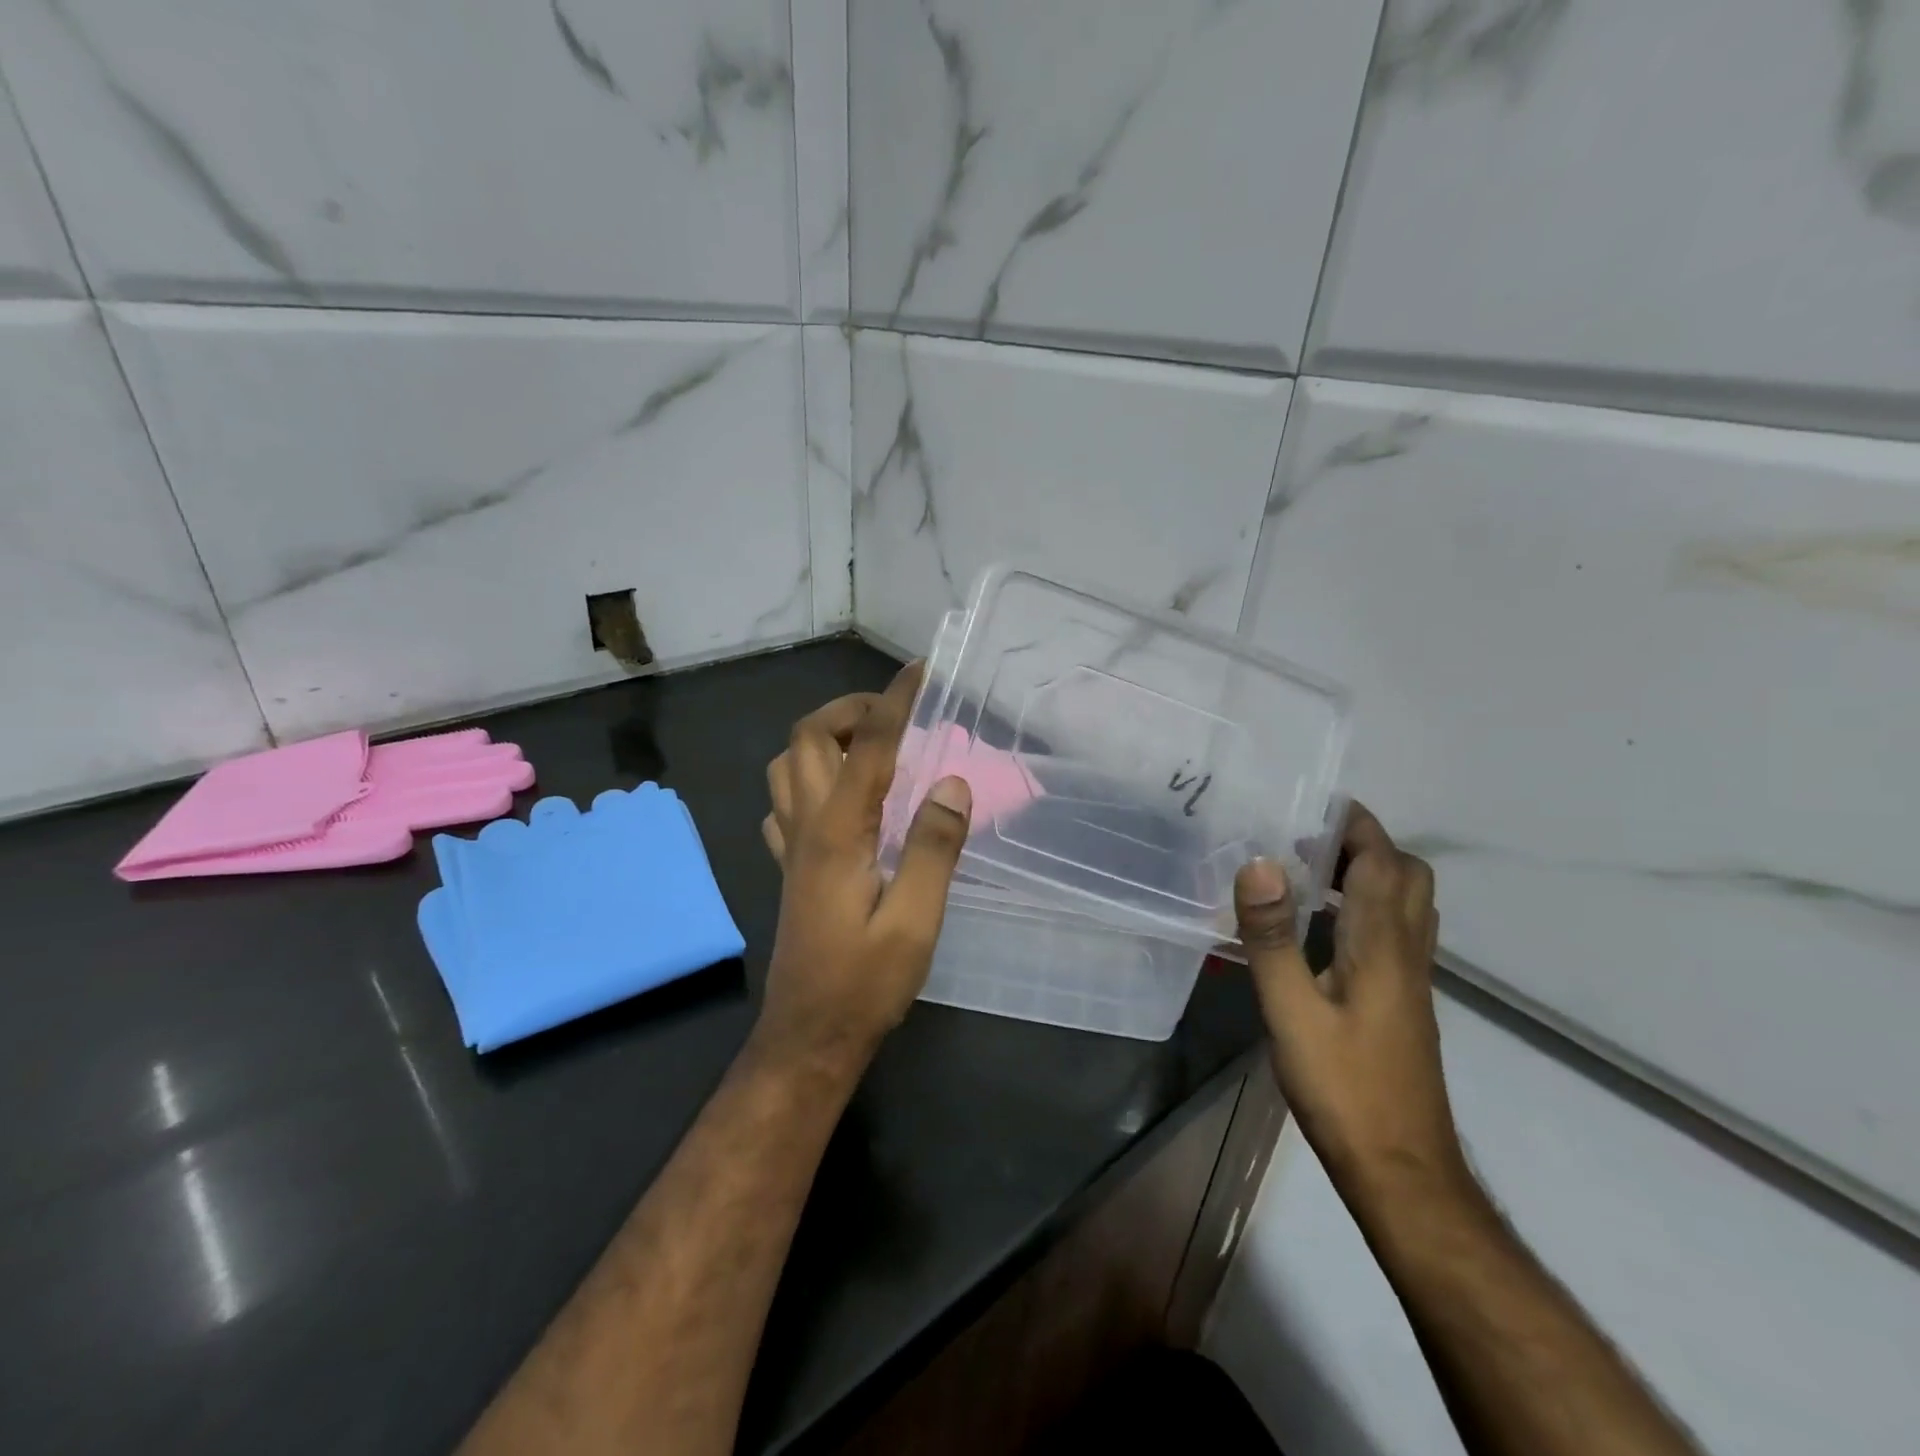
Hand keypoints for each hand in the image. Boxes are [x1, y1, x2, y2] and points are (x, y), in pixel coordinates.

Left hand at [756, 664, 971, 1069]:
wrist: (809, 1036)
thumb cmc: (865, 982)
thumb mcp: (915, 920)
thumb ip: (933, 847)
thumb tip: (952, 782)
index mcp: (839, 831)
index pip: (869, 745)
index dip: (896, 700)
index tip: (922, 671)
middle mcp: (807, 825)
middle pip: (808, 737)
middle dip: (850, 708)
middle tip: (896, 716)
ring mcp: (791, 845)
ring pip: (788, 764)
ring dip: (825, 739)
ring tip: (871, 748)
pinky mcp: (790, 866)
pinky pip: (784, 802)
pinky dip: (809, 778)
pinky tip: (840, 797)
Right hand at [1234, 803, 1469, 1211]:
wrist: (1402, 1170)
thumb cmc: (1343, 1088)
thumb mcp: (1291, 1011)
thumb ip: (1272, 936)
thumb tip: (1258, 863)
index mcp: (1382, 945)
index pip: (1383, 862)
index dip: (1356, 824)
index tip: (1315, 800)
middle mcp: (1407, 952)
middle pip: (1407, 876)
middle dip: (1365, 843)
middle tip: (1307, 838)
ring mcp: (1411, 980)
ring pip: (1408, 904)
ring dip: (1370, 873)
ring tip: (1311, 872)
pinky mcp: (1404, 1002)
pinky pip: (1397, 931)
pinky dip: (1368, 907)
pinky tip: (1325, 929)